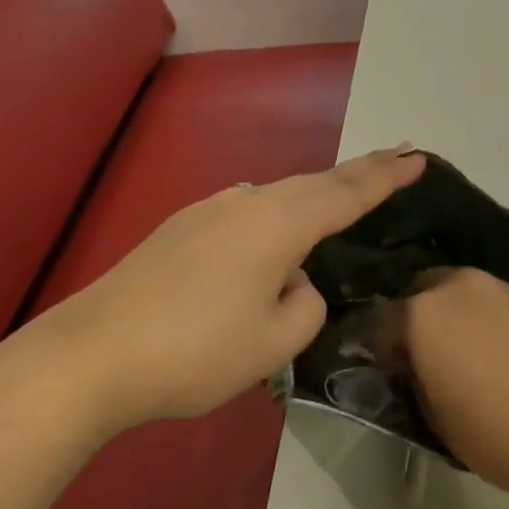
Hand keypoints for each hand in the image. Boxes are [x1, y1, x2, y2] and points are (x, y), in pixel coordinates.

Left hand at [31, 146, 426, 427]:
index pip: (347, 193)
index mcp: (278, 225)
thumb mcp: (272, 344)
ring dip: (315, 195)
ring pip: (277, 196)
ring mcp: (208, 211)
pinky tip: (270, 238)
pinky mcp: (180, 229)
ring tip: (340, 198)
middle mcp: (246, 203)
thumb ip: (304, 306)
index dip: (386, 176)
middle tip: (394, 160)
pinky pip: (246, 212)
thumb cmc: (193, 351)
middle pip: (314, 183)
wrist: (90, 354)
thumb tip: (294, 282)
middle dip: (358, 173)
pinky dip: (276, 215)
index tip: (418, 155)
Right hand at [404, 268, 508, 497]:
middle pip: (422, 292)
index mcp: (422, 314)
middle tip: (427, 358)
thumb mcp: (435, 419)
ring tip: (467, 357)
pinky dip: (486, 320)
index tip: (395, 373)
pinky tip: (500, 356)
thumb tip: (417, 369)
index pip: (383, 321)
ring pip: (459, 292)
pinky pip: (492, 302)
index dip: (384, 349)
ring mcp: (498, 287)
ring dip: (454, 315)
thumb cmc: (496, 433)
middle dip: (418, 318)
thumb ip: (417, 382)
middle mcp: (457, 287)